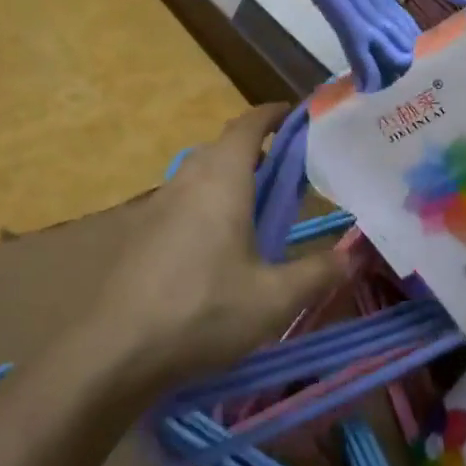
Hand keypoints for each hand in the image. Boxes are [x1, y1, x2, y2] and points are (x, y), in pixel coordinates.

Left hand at [86, 104, 350, 389]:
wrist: (114, 351)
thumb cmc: (203, 311)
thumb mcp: (274, 300)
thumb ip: (317, 273)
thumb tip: (351, 257)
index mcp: (221, 181)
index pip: (247, 126)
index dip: (271, 115)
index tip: (293, 115)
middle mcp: (185, 182)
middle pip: (219, 149)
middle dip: (251, 151)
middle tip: (282, 173)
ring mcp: (153, 207)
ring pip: (195, 177)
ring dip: (223, 180)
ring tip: (251, 210)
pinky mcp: (134, 235)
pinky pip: (176, 204)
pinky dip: (201, 207)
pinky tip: (211, 247)